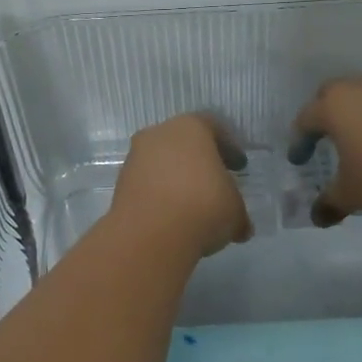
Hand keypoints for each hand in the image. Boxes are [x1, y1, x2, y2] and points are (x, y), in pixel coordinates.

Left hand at [111, 114, 253, 256]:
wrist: (151, 234)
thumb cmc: (203, 206)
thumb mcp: (235, 210)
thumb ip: (238, 211)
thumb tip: (241, 227)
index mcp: (191, 127)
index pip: (214, 128)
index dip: (229, 148)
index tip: (239, 167)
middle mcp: (159, 134)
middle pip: (184, 143)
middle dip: (200, 162)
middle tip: (215, 182)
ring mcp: (136, 158)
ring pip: (162, 163)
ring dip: (177, 179)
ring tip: (193, 205)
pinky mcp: (121, 184)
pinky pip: (148, 184)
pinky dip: (160, 195)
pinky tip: (173, 216)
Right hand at [290, 75, 361, 225]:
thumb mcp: (353, 194)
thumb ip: (330, 202)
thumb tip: (317, 217)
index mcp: (335, 106)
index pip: (306, 118)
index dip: (299, 141)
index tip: (299, 160)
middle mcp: (360, 88)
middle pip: (332, 94)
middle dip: (323, 115)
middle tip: (323, 139)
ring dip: (356, 113)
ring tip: (359, 140)